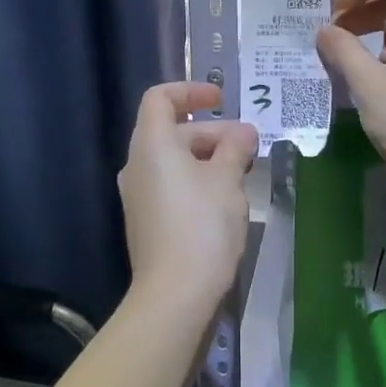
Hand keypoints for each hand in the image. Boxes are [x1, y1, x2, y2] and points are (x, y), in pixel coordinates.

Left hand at [117, 82, 256, 313]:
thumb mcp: (227, 179)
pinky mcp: (147, 222)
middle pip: (172, 130)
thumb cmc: (201, 225)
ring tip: (242, 172)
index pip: (160, 98)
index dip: (190, 90)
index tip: (221, 99)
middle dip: (212, 131)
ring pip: (174, 160)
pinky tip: (225, 200)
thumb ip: (234, 148)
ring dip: (208, 158)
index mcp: (151, 145)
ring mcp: (139, 196)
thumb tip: (243, 132)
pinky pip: (172, 185)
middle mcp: (138, 165)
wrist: (174, 296)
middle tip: (247, 146)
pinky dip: (197, 180)